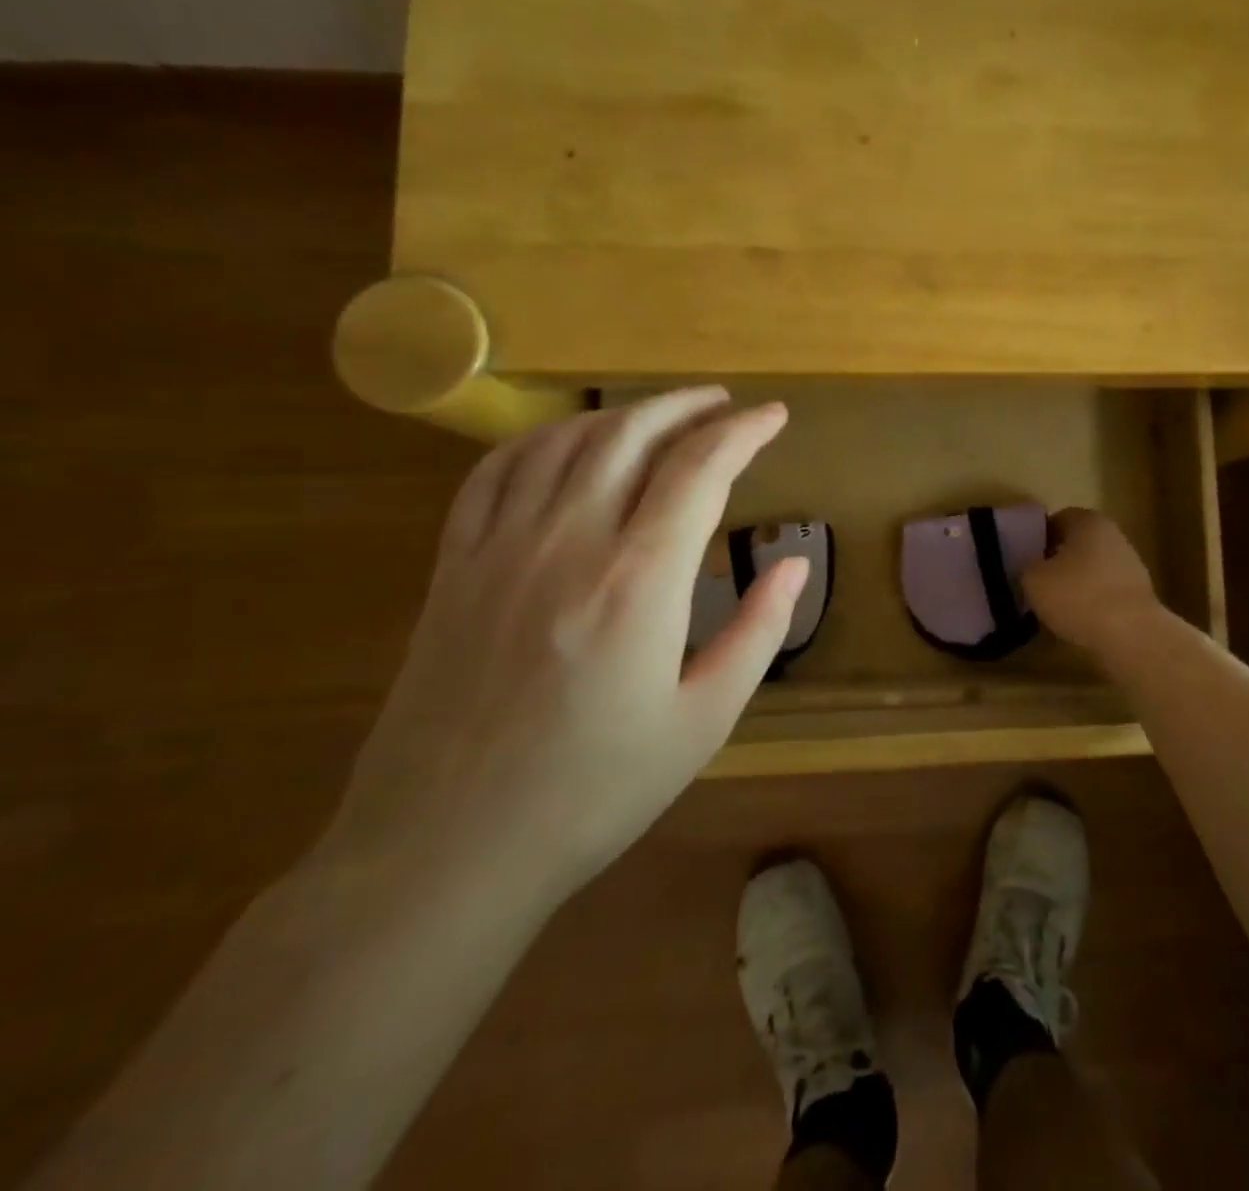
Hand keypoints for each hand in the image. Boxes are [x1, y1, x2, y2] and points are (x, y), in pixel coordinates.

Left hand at [318, 389, 804, 912]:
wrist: (445, 853)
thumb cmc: (593, 793)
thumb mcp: (703, 721)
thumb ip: (758, 632)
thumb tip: (794, 563)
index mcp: (639, 581)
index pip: (700, 469)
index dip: (743, 432)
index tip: (774, 417)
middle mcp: (569, 543)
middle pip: (631, 434)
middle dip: (686, 406)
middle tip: (725, 404)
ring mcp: (501, 549)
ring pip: (565, 442)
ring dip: (621, 413)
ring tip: (661, 415)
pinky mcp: (453, 568)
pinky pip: (495, 473)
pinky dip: (541, 439)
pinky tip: (567, 442)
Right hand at [1021, 508, 1164, 659]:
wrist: (1132, 635)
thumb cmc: (1078, 596)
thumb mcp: (1034, 579)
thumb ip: (1027, 566)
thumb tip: (1032, 567)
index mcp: (1088, 521)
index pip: (1057, 520)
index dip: (1038, 539)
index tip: (1024, 560)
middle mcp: (1113, 535)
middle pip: (1077, 545)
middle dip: (1057, 562)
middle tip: (1036, 584)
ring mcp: (1131, 565)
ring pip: (1091, 569)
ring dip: (1074, 584)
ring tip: (1054, 608)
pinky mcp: (1139, 594)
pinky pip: (1105, 593)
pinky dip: (1092, 604)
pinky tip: (1078, 622)